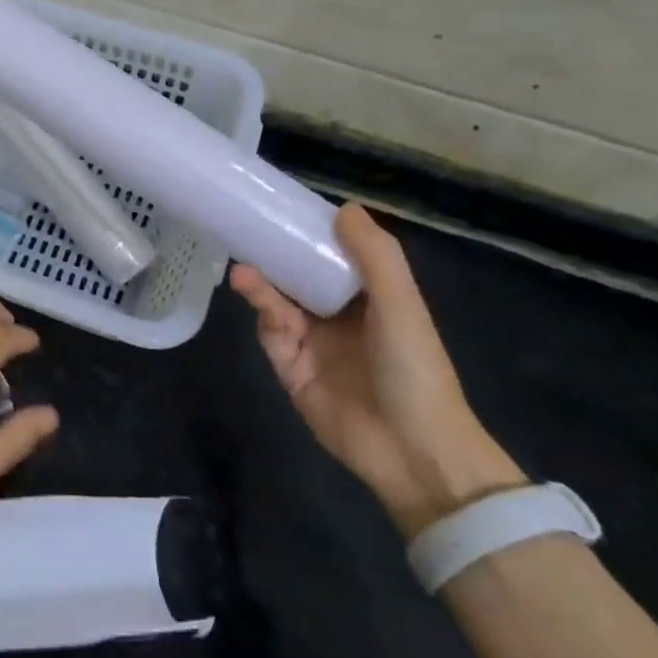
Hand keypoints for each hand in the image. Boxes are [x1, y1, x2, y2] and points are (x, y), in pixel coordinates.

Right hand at [230, 204, 524, 535]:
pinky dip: (262, 316)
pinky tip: (253, 297)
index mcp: (371, 302)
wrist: (413, 450)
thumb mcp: (401, 305)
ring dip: (262, 286)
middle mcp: (340, 319)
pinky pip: (271, 337)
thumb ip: (375, 256)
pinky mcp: (291, 372)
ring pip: (279, 306)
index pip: (336, 259)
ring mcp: (314, 346)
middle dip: (276, 258)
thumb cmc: (414, 368)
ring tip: (243, 270)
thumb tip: (344, 208)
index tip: (285, 209)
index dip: (312, 235)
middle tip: (249, 233)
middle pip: (299, 280)